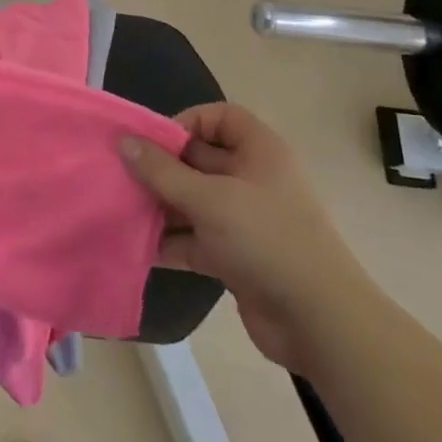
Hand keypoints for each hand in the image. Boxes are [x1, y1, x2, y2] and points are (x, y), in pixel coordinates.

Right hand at [121, 103, 378, 371]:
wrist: (319, 323)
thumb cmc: (266, 240)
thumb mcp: (208, 199)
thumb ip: (162, 171)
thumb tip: (124, 141)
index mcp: (259, 152)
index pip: (220, 118)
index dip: (186, 122)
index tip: (153, 142)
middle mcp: (253, 179)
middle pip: (199, 160)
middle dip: (162, 167)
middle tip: (121, 175)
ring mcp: (245, 220)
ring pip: (194, 201)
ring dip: (161, 206)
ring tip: (121, 209)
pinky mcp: (236, 256)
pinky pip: (195, 238)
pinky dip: (170, 241)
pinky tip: (137, 246)